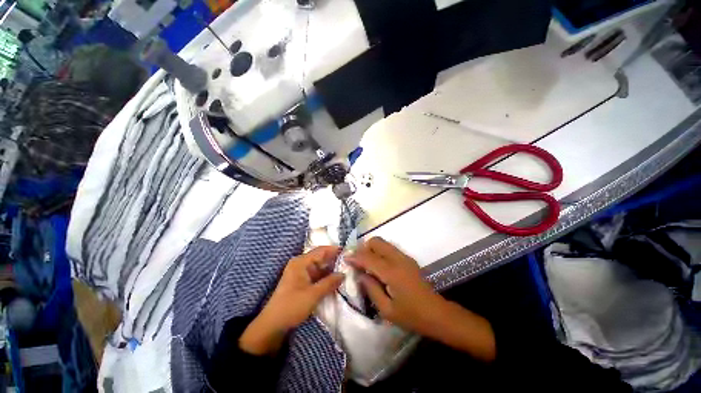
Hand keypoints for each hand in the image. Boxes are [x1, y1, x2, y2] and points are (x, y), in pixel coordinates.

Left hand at [239, 246, 344, 355]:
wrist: (273, 325)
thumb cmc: (292, 306)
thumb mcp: (313, 294)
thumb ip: (329, 282)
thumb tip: (343, 274)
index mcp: (301, 262)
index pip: (321, 250)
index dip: (334, 250)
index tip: (348, 252)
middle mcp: (300, 264)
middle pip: (320, 257)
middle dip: (334, 260)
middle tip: (350, 263)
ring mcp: (300, 272)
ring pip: (319, 267)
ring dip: (331, 269)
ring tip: (346, 270)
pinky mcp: (301, 281)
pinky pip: (316, 275)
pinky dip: (325, 277)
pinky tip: (335, 280)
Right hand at [345, 237, 446, 334]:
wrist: (437, 313)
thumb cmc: (411, 316)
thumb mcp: (387, 310)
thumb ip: (371, 289)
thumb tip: (360, 274)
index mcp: (392, 272)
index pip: (369, 258)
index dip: (355, 256)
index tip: (345, 258)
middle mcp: (398, 259)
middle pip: (376, 242)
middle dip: (364, 248)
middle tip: (357, 262)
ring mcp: (404, 257)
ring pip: (383, 242)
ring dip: (371, 249)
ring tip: (366, 264)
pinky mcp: (408, 259)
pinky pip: (389, 248)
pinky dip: (379, 252)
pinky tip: (378, 266)